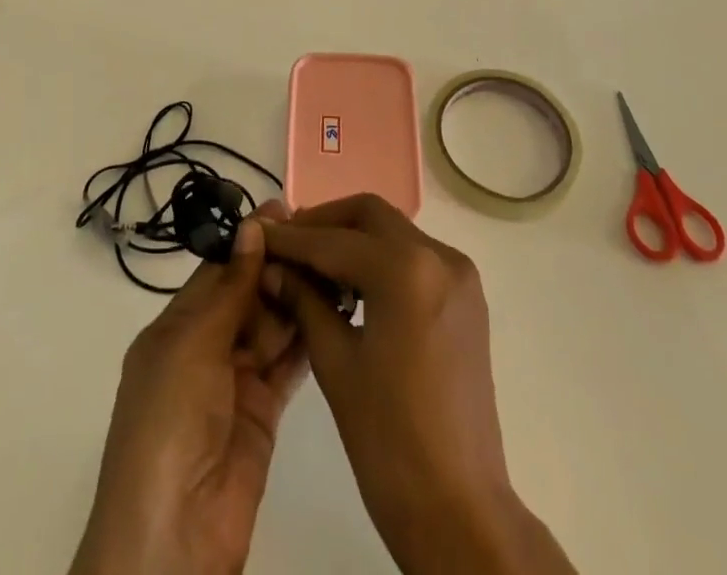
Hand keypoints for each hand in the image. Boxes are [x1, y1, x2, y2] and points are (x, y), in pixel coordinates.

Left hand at [70, 204, 307, 574]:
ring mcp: (236, 380)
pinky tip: (336, 309)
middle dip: (281, 266)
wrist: (174, 538)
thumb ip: (228, 289)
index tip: (290, 209)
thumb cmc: (168, 424)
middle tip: (325, 236)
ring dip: (299, 297)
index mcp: (176, 326)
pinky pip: (288, 362)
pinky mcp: (265, 411)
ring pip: (272, 325)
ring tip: (338, 264)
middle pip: (249, 294)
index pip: (219, 270)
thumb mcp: (191, 347)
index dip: (251, 240)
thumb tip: (252, 225)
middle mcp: (206, 347)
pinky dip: (308, 337)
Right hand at [262, 195, 574, 574]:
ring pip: (394, 231)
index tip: (259, 234)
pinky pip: (415, 256)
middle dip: (325, 223)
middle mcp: (440, 256)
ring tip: (312, 264)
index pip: (333, 240)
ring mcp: (460, 275)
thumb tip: (272, 267)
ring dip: (352, 237)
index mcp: (406, 271)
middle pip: (369, 215)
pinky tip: (351, 284)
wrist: (460, 510)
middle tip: (287, 243)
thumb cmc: (388, 442)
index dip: (291, 238)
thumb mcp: (335, 363)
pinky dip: (380, 257)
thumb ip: (303, 300)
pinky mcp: (467, 297)